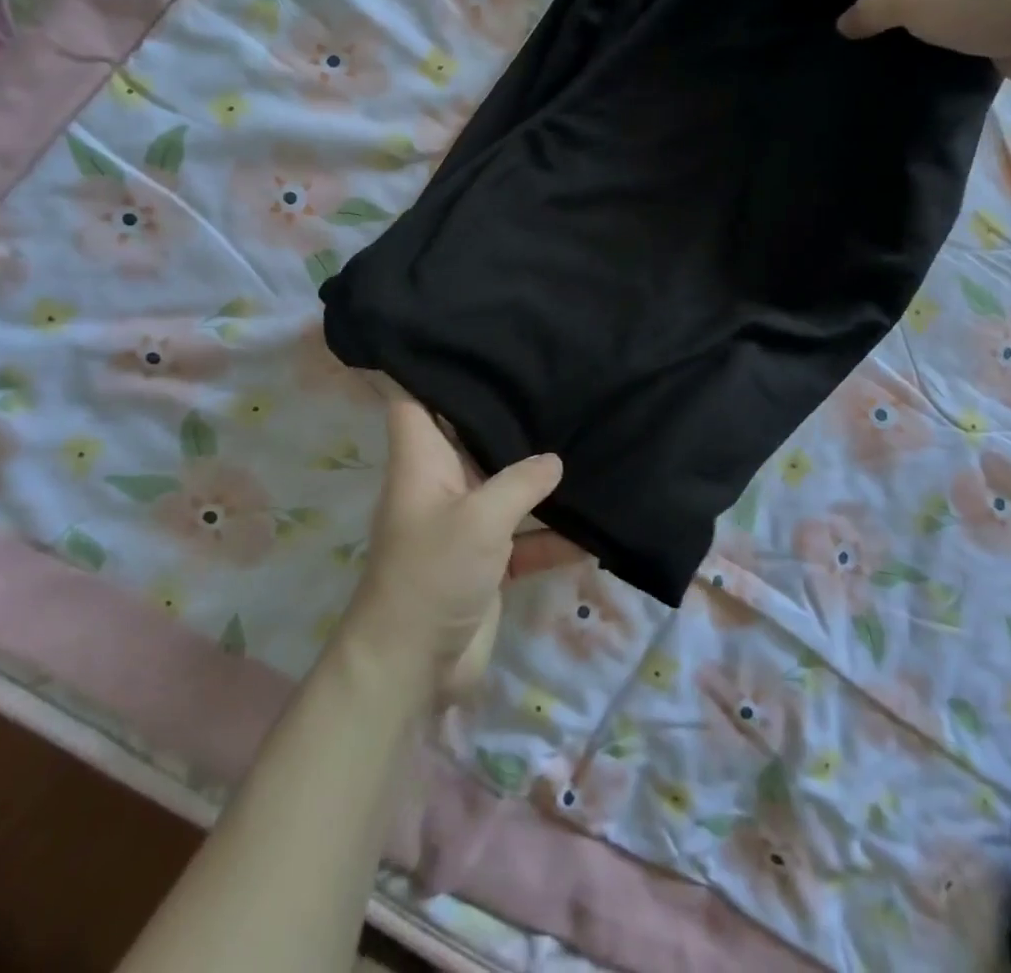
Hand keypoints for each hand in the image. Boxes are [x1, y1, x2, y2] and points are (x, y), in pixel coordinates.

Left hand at [343, 385, 564, 698]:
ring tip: (584, 438)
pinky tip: (595, 525)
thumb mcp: (480, 519)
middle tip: (552, 382)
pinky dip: (553, 534)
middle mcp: (442, 483)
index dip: (431, 370)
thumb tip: (555, 459)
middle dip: (506, 418)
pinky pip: (525, 537)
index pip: (415, 400)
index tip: (470, 344)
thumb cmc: (433, 573)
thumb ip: (520, 483)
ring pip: (505, 487)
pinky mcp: (488, 561)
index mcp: (422, 460)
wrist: (415, 666)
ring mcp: (466, 522)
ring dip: (538, 477)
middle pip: (471, 437)